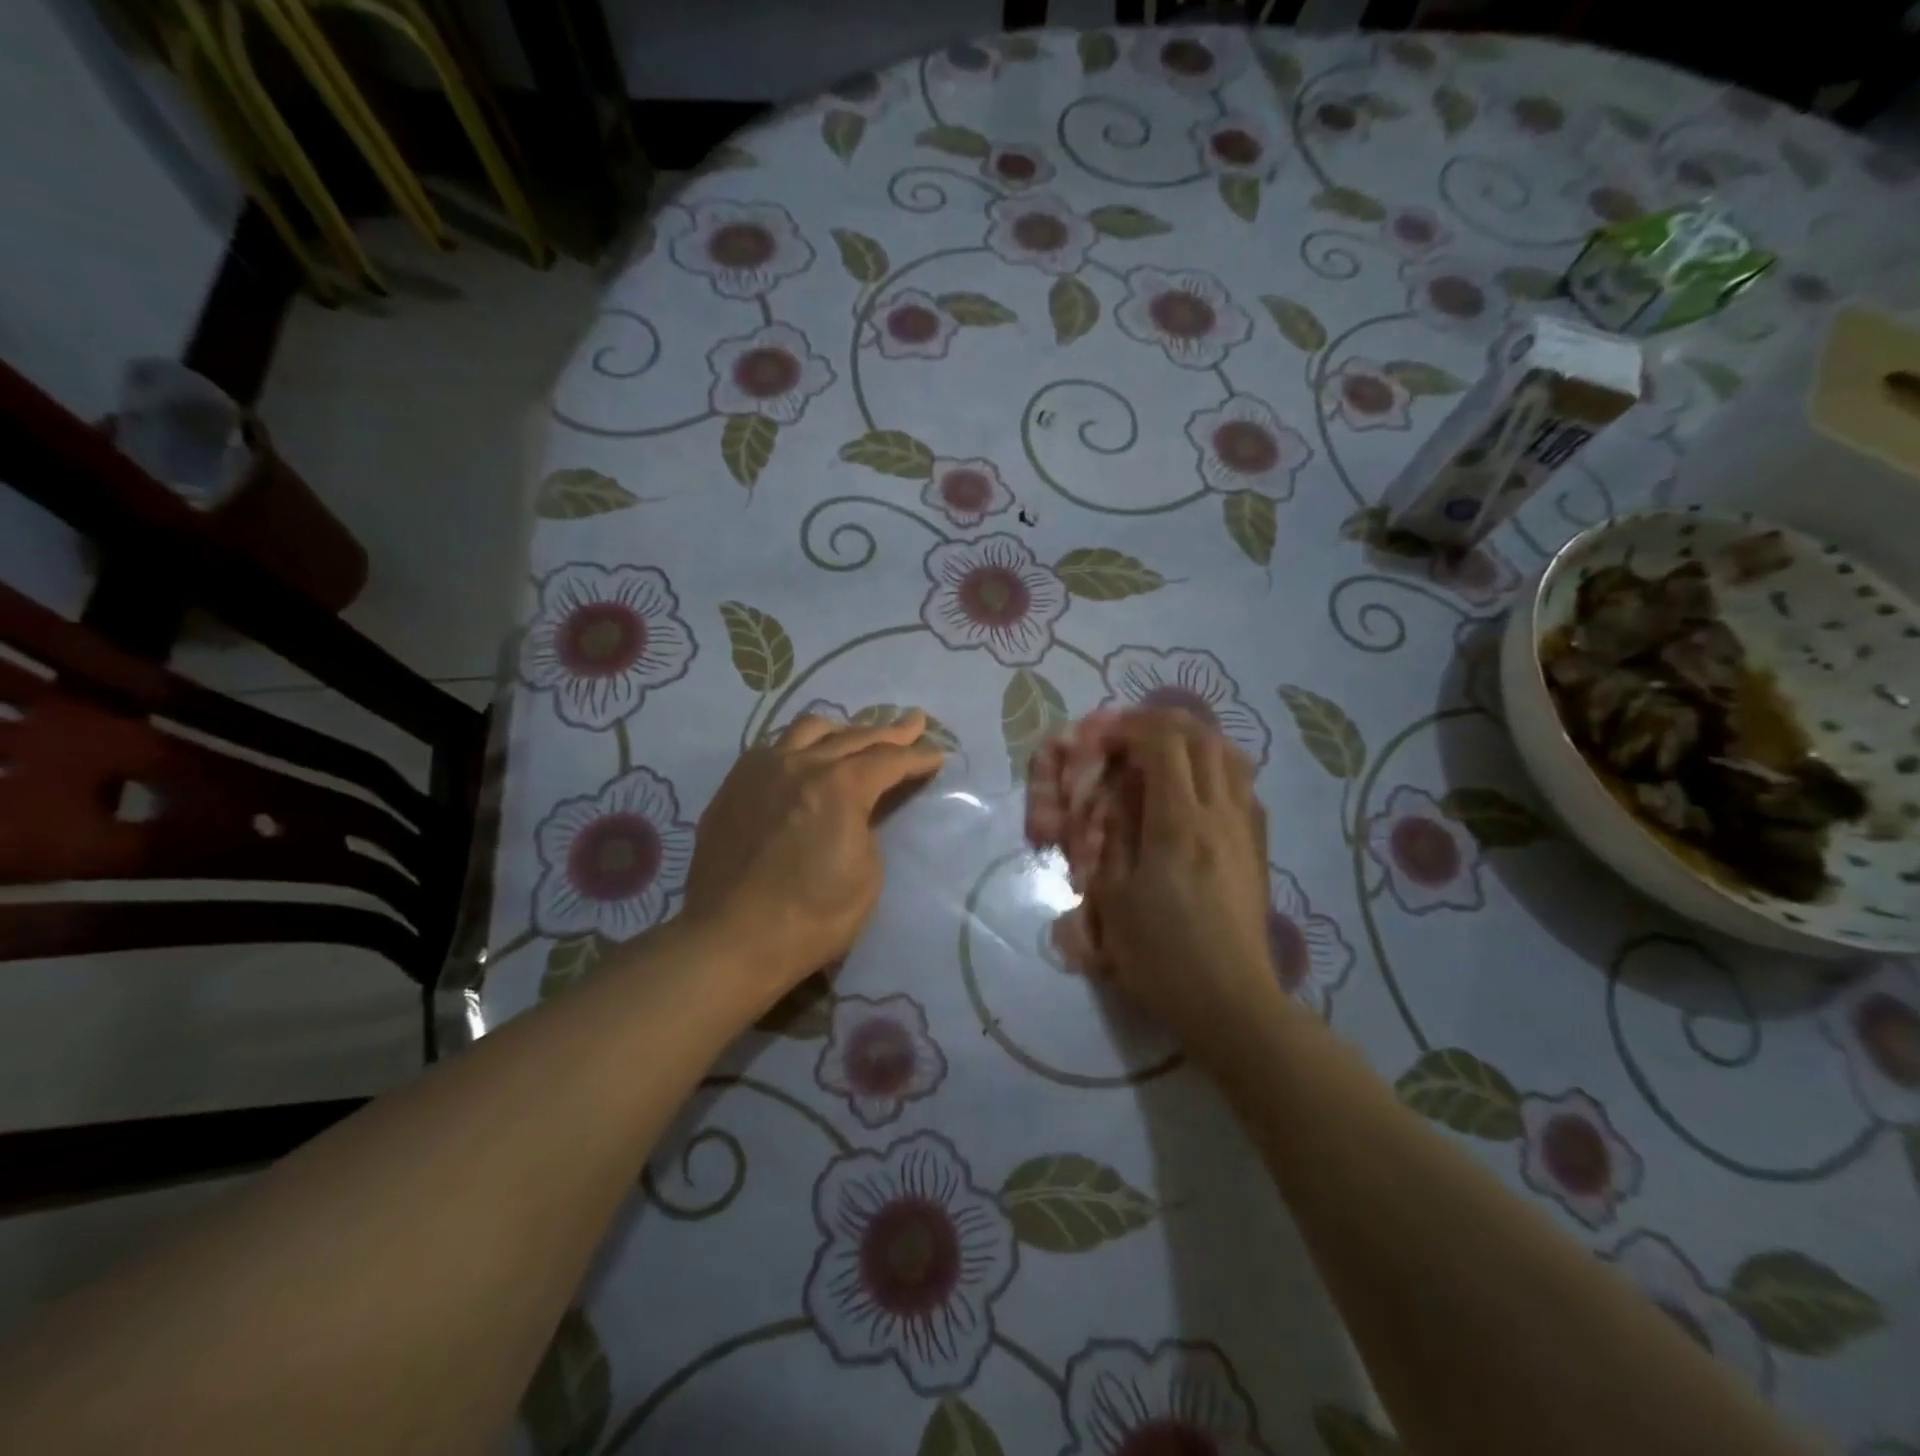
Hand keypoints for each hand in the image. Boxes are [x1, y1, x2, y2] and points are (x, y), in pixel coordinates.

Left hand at [680, 711, 943, 1010]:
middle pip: (854, 736)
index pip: (890, 760)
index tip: (937, 754)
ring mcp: (761, 771)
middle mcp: (800, 765)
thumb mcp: (866, 877)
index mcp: (840, 786)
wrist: (730, 940)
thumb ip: (867, 830)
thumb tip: (857, 813)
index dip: (918, 756)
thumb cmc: (811, 917)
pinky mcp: (733, 786)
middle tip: (914, 723)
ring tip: (856, 736)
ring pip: (808, 730)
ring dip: (842, 730)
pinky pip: (773, 748)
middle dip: (890, 731)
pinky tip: (803, 759)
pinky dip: (800, 746)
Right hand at [1082, 711, 1289, 1058]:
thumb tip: (1115, 798)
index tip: (1104, 740)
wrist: (1230, 1002)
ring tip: (1165, 757)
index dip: (1132, 727)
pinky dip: (1216, 770)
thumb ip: (1112, 837)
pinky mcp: (1260, 849)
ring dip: (1195, 743)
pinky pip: (1243, 786)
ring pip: (1232, 756)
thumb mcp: (1114, 897)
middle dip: (1163, 724)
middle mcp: (1221, 813)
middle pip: (1202, 738)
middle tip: (1131, 737)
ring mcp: (1248, 829)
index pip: (1164, 742)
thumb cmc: (1162, 954)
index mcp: (1179, 822)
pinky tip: (1196, 795)